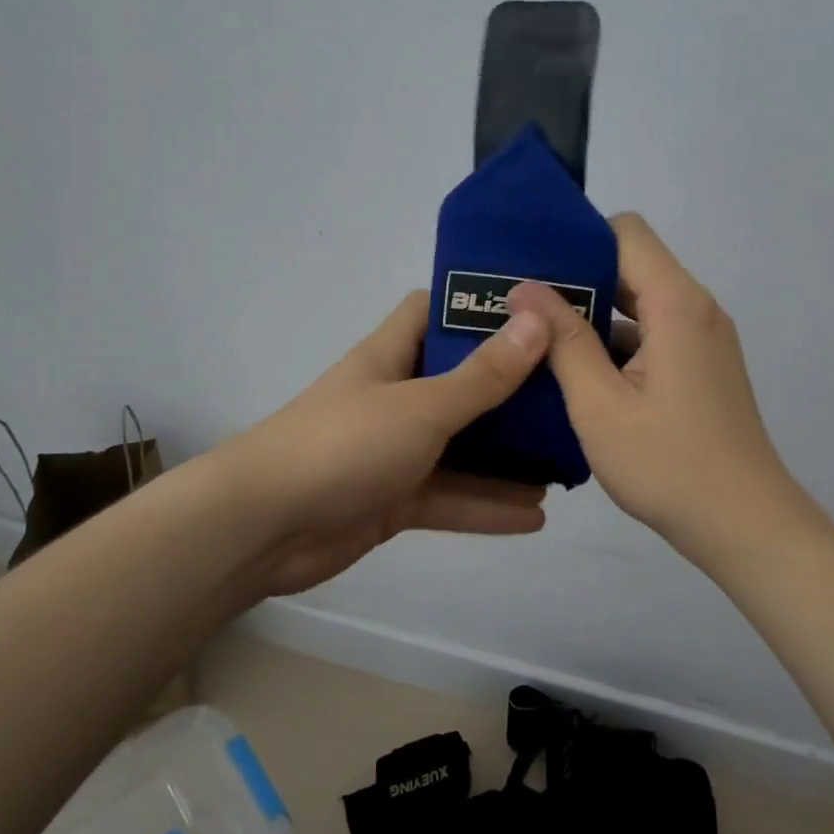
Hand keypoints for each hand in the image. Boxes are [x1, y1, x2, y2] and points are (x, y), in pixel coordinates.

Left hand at [220, 290, 552, 598]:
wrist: (263, 528)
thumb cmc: (343, 445)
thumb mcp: (421, 406)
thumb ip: (482, 375)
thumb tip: (537, 322)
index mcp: (392, 356)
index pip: (433, 311)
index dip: (476, 305)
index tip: (534, 309)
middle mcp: (396, 397)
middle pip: (461, 382)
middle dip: (511, 388)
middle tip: (571, 390)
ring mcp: (395, 451)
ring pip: (462, 447)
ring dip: (507, 455)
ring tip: (566, 459)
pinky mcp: (395, 500)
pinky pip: (450, 497)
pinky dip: (487, 506)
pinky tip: (536, 515)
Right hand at [509, 213, 822, 572]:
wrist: (745, 526)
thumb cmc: (669, 465)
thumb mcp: (601, 405)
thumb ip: (563, 341)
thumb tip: (525, 289)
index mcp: (677, 305)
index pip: (626, 233)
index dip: (578, 241)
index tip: (532, 267)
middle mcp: (697, 310)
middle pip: (632, 266)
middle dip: (577, 280)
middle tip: (519, 305)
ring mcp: (703, 341)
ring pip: (640, 305)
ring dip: (594, 317)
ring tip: (536, 339)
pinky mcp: (701, 369)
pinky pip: (653, 336)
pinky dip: (616, 346)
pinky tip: (575, 374)